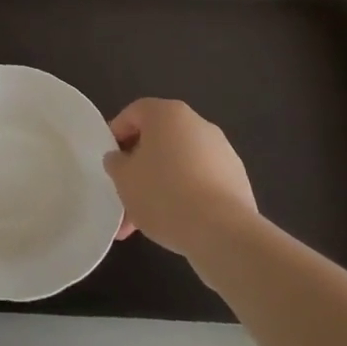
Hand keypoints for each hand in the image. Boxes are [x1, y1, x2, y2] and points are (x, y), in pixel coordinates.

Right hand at [103, 98, 257, 259]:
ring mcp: (222, 152)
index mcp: (168, 114)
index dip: (117, 134)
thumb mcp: (123, 178)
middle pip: (158, 141)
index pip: (134, 113)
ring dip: (160, 187)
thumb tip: (120, 158)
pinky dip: (185, 197)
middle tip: (124, 195)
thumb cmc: (163, 194)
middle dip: (139, 169)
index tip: (110, 161)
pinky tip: (173, 225)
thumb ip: (115, 163)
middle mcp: (197, 124)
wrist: (223, 232)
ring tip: (143, 223)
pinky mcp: (236, 179)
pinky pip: (201, 182)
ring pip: (179, 165)